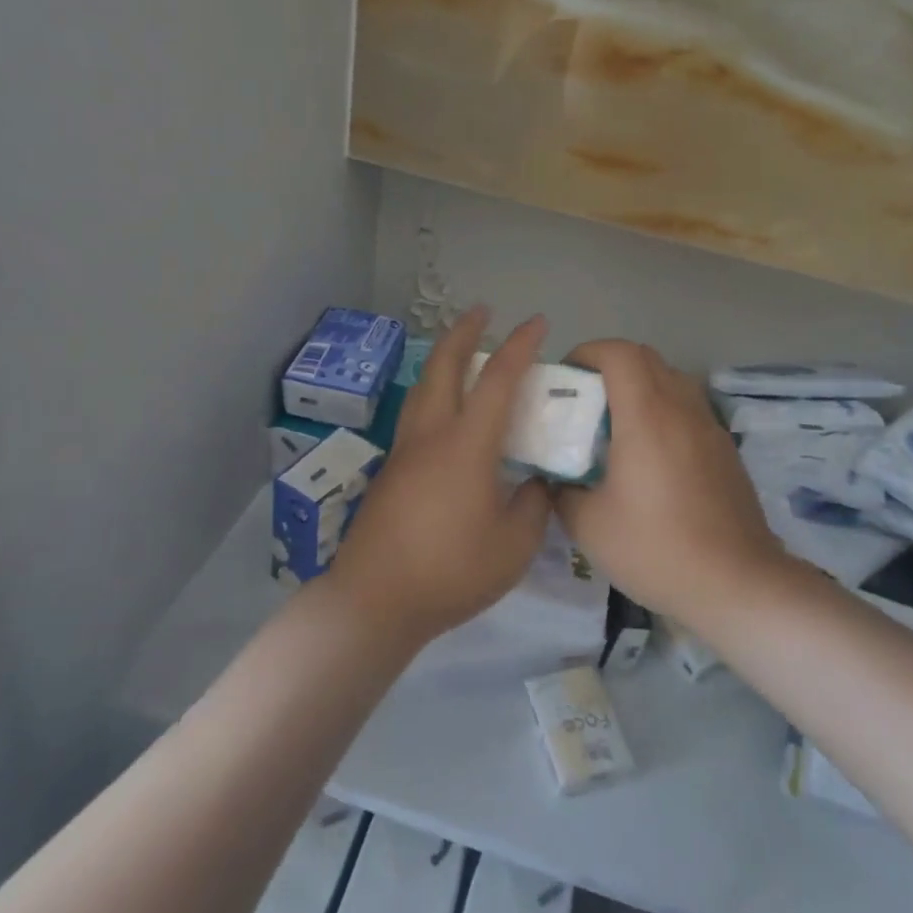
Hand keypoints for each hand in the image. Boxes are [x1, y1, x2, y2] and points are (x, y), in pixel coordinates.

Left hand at [325, 307, 551, 646]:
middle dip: (463, 331)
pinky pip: (414, 414)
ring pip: (422, 387)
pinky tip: (443, 413)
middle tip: (482, 312)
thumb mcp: (515, 546)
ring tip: (460, 353)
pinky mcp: (390, 471)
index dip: (520, 346)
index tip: (537, 322)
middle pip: (444, 365)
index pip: (498, 379)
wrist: (375, 600)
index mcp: (466, 445)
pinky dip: (433, 393)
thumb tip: (535, 482)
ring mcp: (404, 450)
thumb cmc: (451, 571)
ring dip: (442, 359)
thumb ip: (533, 505)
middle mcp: (431, 434)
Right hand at [552, 340, 784, 632]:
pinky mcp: (725, 449)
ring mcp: (709, 427)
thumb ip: (562, 491)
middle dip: (609, 365)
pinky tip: (651, 457)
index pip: (618, 353)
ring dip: (640, 386)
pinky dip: (663, 411)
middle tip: (586, 399)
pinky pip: (688, 409)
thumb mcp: (588, 525)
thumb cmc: (656, 549)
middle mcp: (681, 409)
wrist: (737, 584)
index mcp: (646, 416)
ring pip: (671, 380)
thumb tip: (556, 477)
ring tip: (617, 425)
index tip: (566, 377)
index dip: (587, 352)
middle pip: (646, 357)